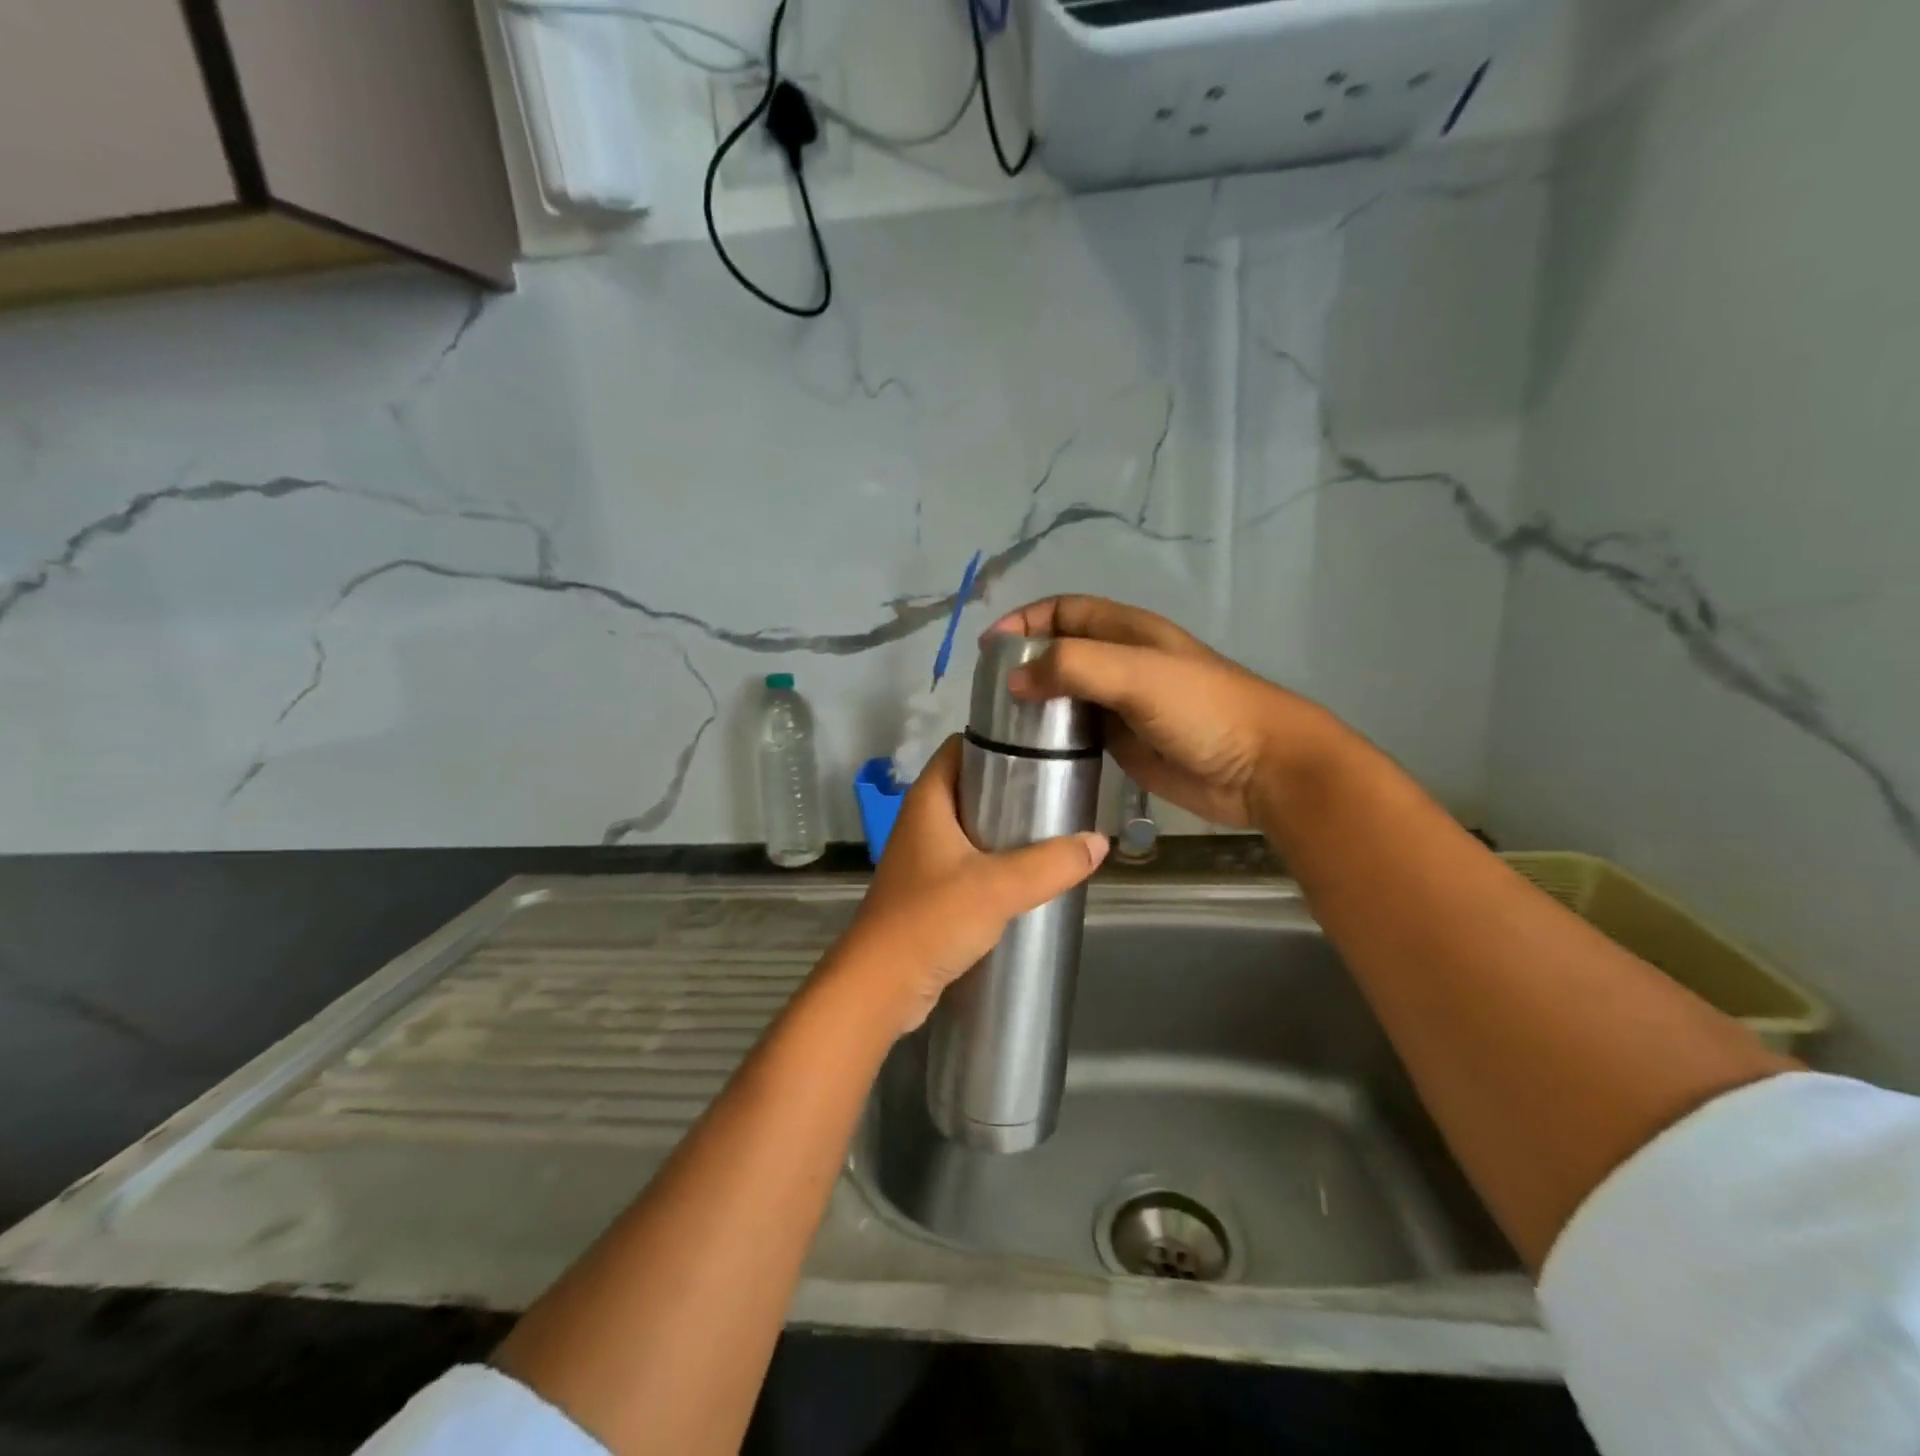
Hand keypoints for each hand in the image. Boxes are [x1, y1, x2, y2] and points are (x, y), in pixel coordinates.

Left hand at [828, 736, 1108, 1034]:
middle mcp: (922, 822)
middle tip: (1059, 790)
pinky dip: (996, 863)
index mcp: (928, 801)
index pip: (960, 747)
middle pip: (970, 786)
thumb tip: (1099, 842)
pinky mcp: (929, 892)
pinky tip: (1029, 876)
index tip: (1041, 745)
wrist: (881, 987)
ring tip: (1054, 830)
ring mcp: (923, 858)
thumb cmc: (931, 921)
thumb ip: (1051, 864)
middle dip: (1011, 787)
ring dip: (1006, 829)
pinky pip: (969, 863)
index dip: (996, 740)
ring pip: (971, 828)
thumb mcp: (998, 887)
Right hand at [989, 595, 1348, 829]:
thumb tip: (1013, 679)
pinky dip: (1053, 737)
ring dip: (1035, 702)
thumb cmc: (1202, 708)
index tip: (988, 649)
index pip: (1065, 611)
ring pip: (1066, 694)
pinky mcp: (1125, 745)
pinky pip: (1079, 733)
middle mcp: (1121, 663)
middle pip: (1060, 652)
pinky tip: (1030, 753)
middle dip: (1023, 663)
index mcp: (1126, 632)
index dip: (1026, 621)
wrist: (1260, 768)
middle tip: (986, 693)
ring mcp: (1122, 706)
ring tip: (998, 725)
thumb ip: (1073, 667)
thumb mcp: (1135, 673)